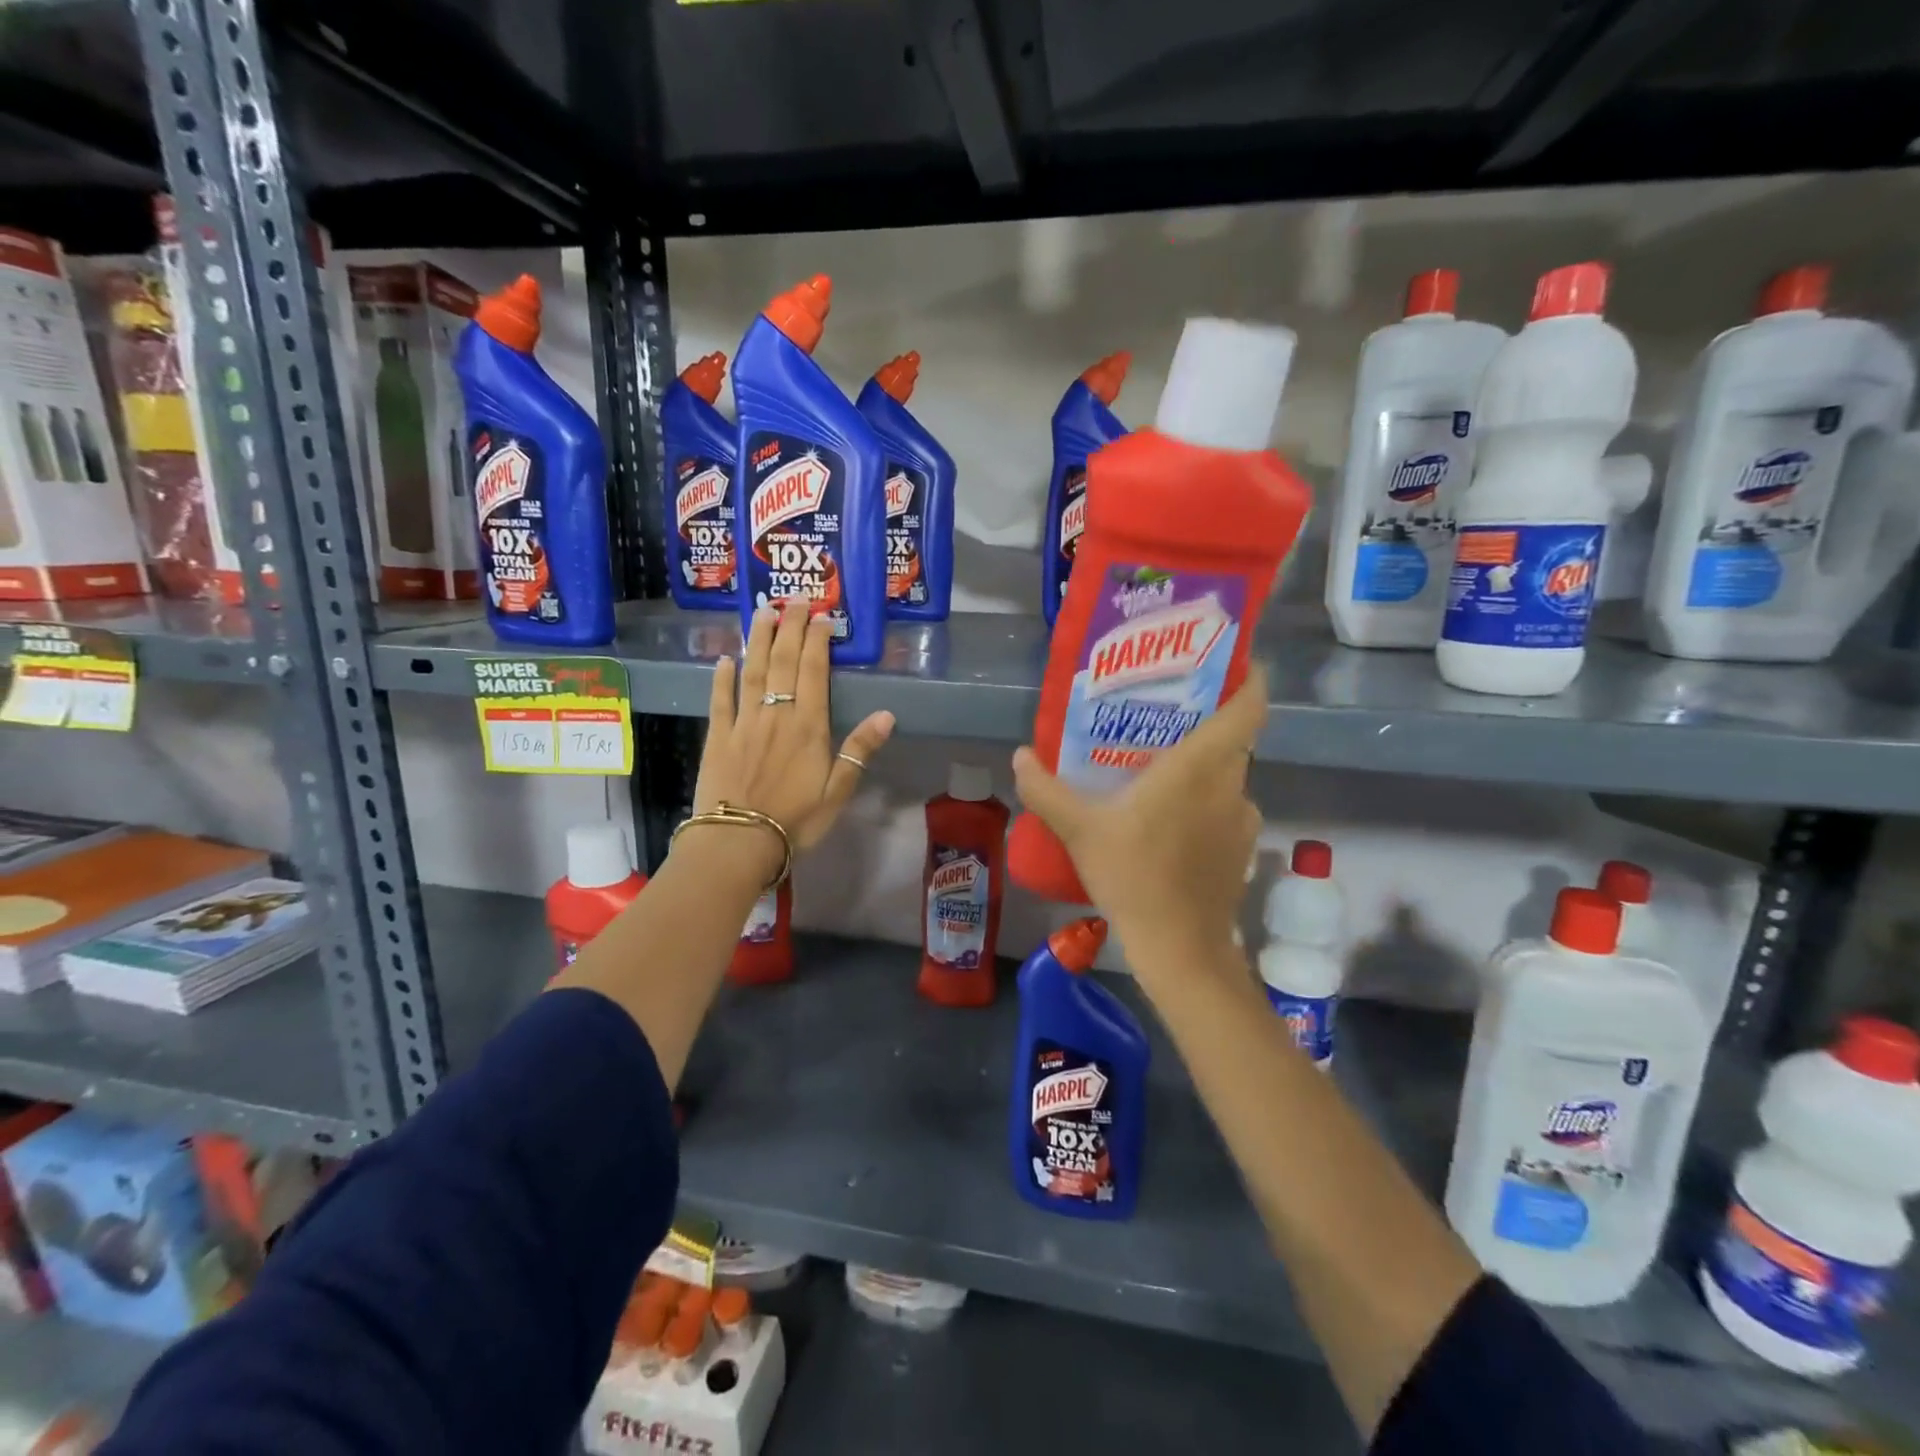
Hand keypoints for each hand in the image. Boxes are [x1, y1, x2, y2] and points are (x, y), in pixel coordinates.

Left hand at [692, 599, 895, 858]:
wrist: (738, 842)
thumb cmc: (795, 820)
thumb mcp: (838, 790)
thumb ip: (859, 749)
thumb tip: (887, 714)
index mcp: (808, 726)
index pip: (814, 672)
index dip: (818, 640)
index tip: (822, 616)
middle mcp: (775, 715)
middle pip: (783, 663)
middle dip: (790, 628)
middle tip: (794, 598)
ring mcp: (743, 723)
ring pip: (752, 672)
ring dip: (759, 640)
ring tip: (763, 612)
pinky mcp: (717, 737)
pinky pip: (720, 700)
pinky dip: (722, 677)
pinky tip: (725, 657)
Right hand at [1011, 667, 1266, 977]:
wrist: (1179, 947)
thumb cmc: (1133, 875)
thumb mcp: (1079, 830)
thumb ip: (1046, 789)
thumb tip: (1019, 756)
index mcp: (1202, 766)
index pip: (1248, 706)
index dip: (1247, 678)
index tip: (1231, 661)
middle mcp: (1232, 785)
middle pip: (1232, 738)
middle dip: (1205, 721)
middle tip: (1163, 715)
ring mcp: (1242, 820)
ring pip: (1226, 776)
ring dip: (1202, 767)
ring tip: (1161, 768)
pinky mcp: (1240, 850)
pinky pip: (1224, 809)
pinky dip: (1204, 803)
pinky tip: (1169, 821)